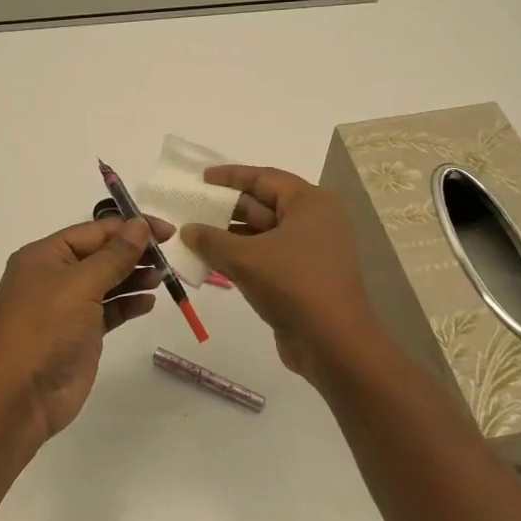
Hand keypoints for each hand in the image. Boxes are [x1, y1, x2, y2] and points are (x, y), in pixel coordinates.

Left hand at [0, 214, 172, 440]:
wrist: (19, 396)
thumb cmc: (45, 329)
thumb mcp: (80, 285)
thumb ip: (114, 256)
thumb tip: (139, 225)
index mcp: (45, 255)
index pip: (94, 231)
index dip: (130, 228)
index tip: (168, 232)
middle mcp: (54, 277)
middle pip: (101, 255)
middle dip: (134, 253)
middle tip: (170, 256)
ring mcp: (67, 307)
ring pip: (107, 282)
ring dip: (134, 277)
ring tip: (163, 277)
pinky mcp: (80, 334)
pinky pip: (109, 310)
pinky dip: (128, 304)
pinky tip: (149, 302)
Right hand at [181, 166, 383, 386]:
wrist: (333, 343)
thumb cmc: (292, 284)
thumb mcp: (244, 258)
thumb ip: (211, 240)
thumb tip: (187, 230)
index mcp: (310, 203)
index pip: (264, 178)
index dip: (230, 177)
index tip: (201, 179)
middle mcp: (315, 221)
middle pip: (264, 205)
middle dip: (226, 209)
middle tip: (192, 210)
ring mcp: (311, 251)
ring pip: (263, 234)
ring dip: (230, 237)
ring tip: (195, 238)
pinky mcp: (304, 277)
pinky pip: (267, 258)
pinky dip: (242, 258)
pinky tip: (213, 263)